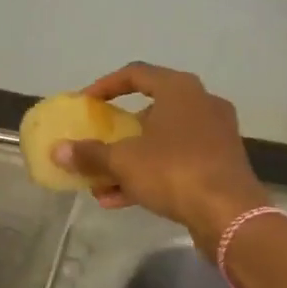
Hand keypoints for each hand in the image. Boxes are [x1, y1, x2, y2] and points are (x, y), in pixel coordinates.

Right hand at [54, 63, 269, 252]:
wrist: (229, 213)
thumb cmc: (174, 171)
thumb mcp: (124, 161)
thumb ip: (89, 153)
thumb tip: (57, 150)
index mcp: (180, 90)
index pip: (136, 74)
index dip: (105, 86)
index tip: (84, 104)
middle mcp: (201, 105)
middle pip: (150, 111)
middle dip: (117, 133)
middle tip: (94, 145)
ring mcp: (214, 136)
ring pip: (161, 142)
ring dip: (128, 161)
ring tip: (98, 183)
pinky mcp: (219, 165)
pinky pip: (176, 163)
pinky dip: (149, 175)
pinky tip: (117, 200)